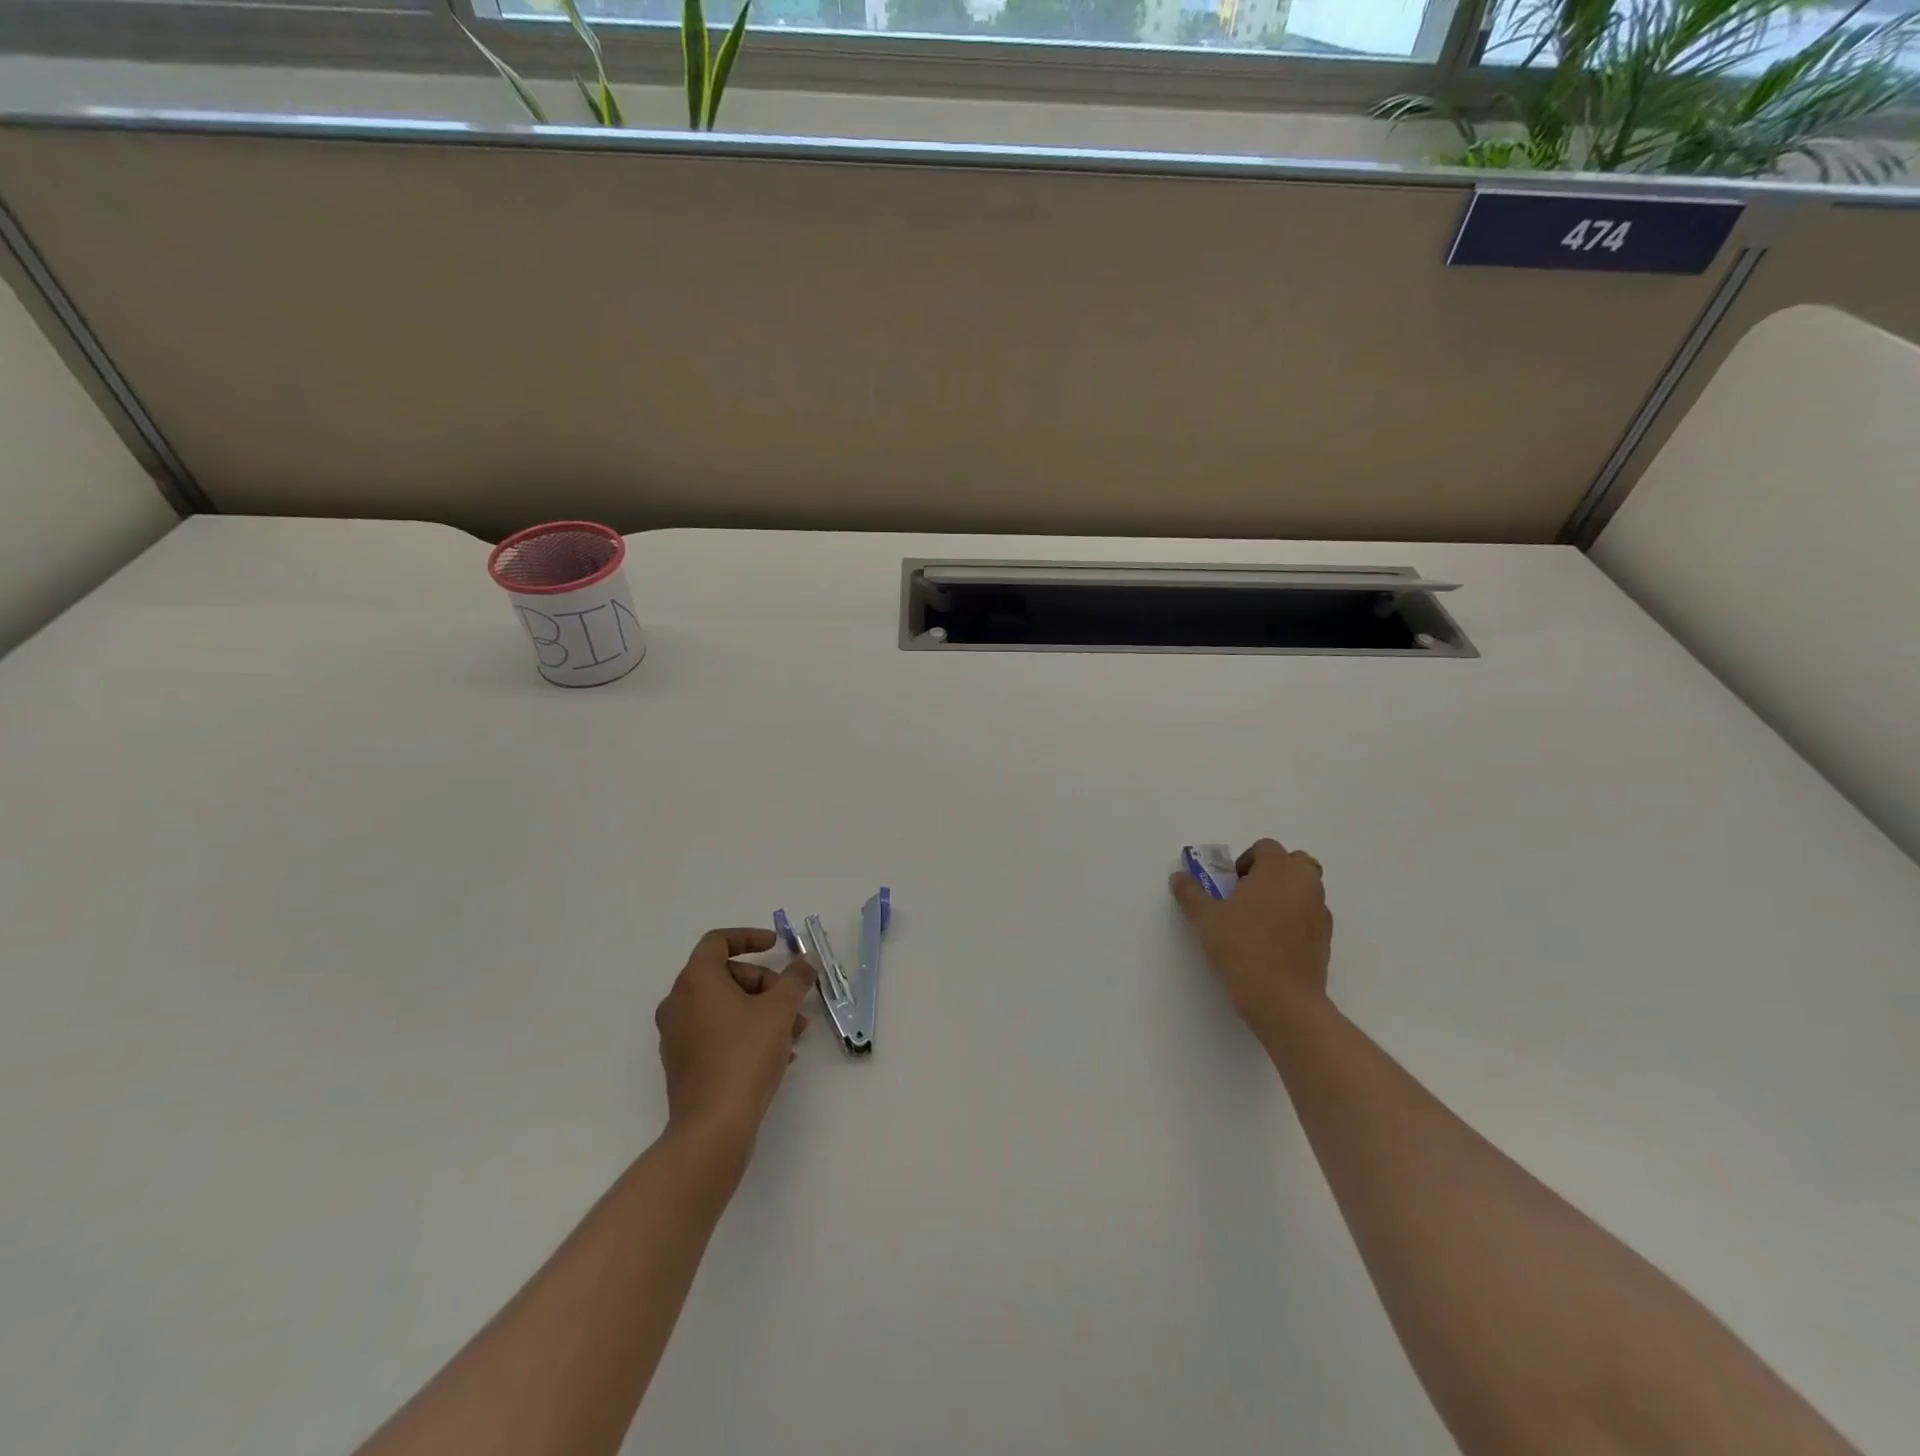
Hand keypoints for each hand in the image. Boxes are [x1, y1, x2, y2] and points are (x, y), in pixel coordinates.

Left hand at [654, 928, 816, 1146]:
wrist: (712, 1127)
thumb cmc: (744, 1055)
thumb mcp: (780, 1010)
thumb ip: (795, 979)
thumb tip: (806, 960)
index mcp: (696, 981)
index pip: (718, 941)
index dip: (749, 937)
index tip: (776, 946)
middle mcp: (679, 1002)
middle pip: (725, 975)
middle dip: (765, 983)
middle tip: (792, 1001)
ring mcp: (678, 1035)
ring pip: (725, 1007)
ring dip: (761, 1010)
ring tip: (795, 1032)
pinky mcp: (684, 1063)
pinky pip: (718, 1033)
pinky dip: (746, 1032)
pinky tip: (779, 1055)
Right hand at [1169, 838, 1332, 1033]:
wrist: (1283, 1000)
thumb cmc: (1242, 948)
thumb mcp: (1205, 919)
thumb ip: (1191, 893)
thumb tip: (1178, 877)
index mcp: (1278, 870)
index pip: (1265, 847)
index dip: (1245, 861)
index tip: (1230, 885)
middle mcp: (1305, 883)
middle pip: (1293, 862)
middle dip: (1272, 872)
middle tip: (1247, 895)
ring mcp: (1320, 911)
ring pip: (1305, 888)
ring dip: (1285, 894)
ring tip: (1259, 920)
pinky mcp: (1326, 938)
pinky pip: (1310, 914)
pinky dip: (1296, 918)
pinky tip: (1274, 942)